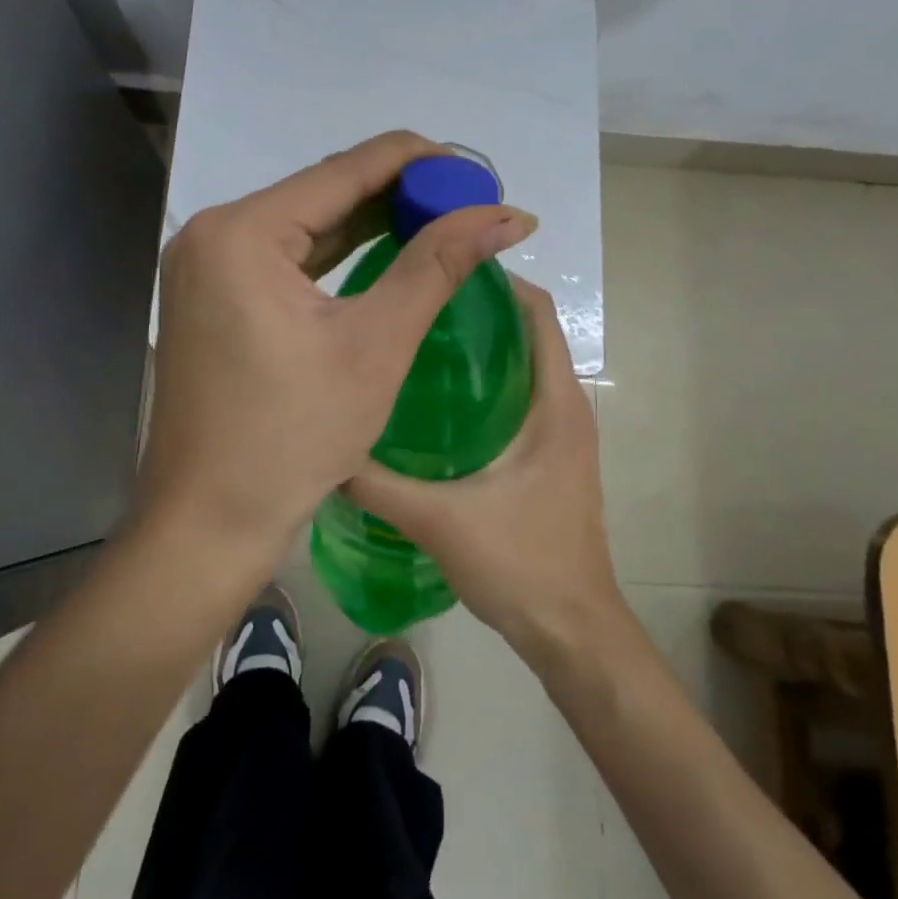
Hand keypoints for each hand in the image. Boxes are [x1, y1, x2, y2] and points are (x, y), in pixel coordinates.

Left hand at [137, 131, 538, 577]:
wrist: (209, 522)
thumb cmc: (293, 436)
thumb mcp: (375, 344)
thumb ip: (438, 266)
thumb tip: (506, 216)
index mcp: (242, 232)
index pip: (344, 170)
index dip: (417, 162)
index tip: (474, 171)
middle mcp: (215, 234)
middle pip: (322, 192)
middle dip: (398, 194)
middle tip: (466, 203)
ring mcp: (208, 267)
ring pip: (306, 225)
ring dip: (371, 222)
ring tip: (440, 220)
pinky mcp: (215, 298)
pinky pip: (287, 258)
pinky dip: (337, 254)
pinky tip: (385, 250)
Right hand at [343, 277, 628, 664]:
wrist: (572, 632)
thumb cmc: (522, 564)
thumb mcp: (441, 519)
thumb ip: (378, 483)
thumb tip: (324, 448)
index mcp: (555, 402)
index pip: (538, 313)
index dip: (499, 281)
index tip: (444, 266)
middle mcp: (565, 407)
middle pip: (527, 333)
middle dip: (478, 309)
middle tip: (415, 300)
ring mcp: (561, 434)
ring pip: (522, 367)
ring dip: (480, 347)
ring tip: (417, 339)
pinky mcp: (550, 457)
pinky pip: (519, 398)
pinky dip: (485, 384)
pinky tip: (434, 402)